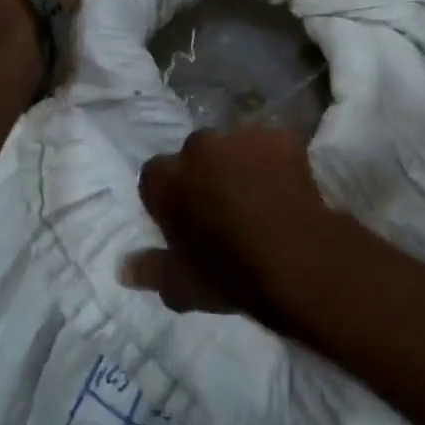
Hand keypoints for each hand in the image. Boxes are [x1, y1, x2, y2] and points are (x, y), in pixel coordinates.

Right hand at [125, 128, 353, 334]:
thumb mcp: (182, 287)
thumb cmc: (232, 276)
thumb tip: (123, 267)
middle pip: (194, 156)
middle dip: (203, 175)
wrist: (300, 260)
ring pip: (233, 147)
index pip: (154, 178)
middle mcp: (198, 148)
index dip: (168, 199)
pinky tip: (286, 189)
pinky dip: (274, 162)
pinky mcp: (280, 137)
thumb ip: (149, 271)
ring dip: (239, 165)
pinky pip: (270, 147)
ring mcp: (242, 137)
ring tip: (260, 198)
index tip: (184, 222)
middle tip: (223, 208)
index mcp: (167, 180)